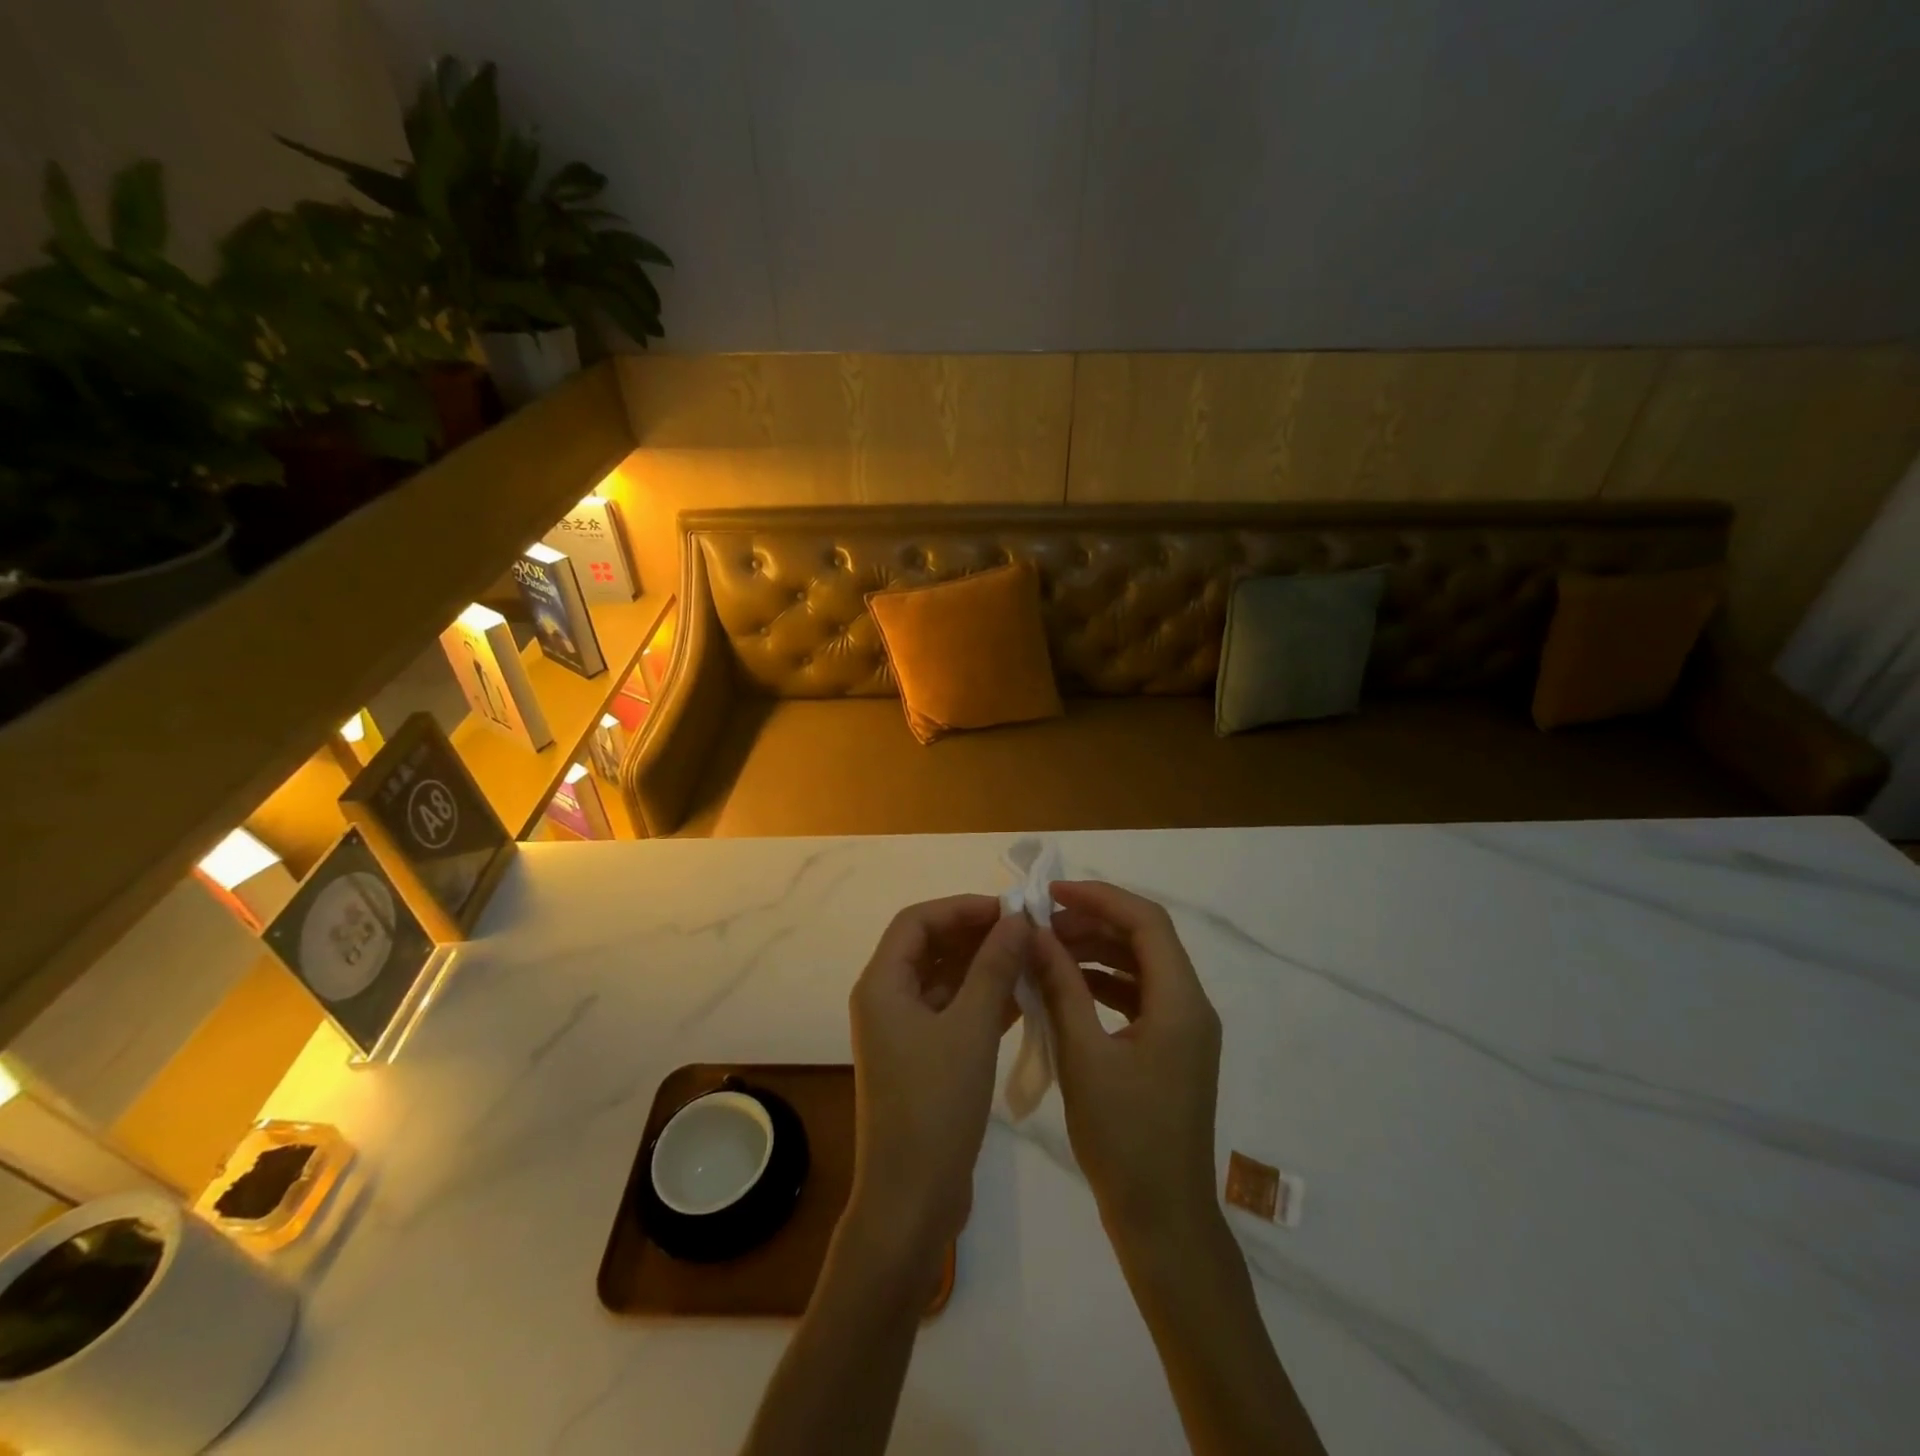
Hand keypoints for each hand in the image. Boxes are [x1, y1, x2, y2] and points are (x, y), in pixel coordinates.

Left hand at [847, 895, 1030, 1260]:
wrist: (912, 1199)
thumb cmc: (935, 1104)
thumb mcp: (970, 1028)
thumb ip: (995, 967)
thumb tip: (1018, 918)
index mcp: (882, 984)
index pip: (917, 921)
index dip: (961, 907)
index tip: (1007, 910)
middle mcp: (887, 1000)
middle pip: (931, 947)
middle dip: (977, 936)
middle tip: (1027, 933)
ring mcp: (905, 1031)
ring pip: (946, 980)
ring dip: (985, 968)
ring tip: (1032, 960)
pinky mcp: (924, 1058)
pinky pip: (954, 1012)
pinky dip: (984, 1001)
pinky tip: (1025, 999)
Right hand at [1034, 881, 1223, 1252]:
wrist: (1163, 1220)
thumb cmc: (1124, 1138)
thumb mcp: (1083, 1056)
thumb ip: (1061, 987)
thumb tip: (1036, 935)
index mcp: (1181, 1002)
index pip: (1146, 922)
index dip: (1100, 898)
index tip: (1052, 894)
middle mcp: (1191, 1006)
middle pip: (1145, 940)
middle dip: (1093, 924)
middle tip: (1042, 926)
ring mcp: (1184, 1030)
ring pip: (1140, 967)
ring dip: (1096, 952)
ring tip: (1048, 951)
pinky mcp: (1171, 1050)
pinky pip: (1138, 997)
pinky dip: (1103, 983)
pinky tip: (1067, 988)